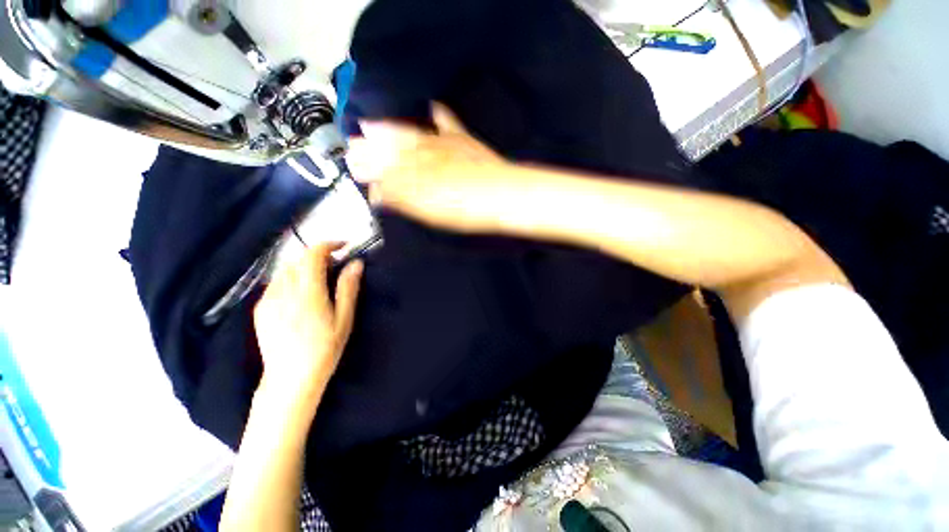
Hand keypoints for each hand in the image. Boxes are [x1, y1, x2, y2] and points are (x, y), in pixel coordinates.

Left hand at [253, 243, 362, 398]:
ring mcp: (268, 300)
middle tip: (335, 269)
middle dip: (318, 258)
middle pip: (298, 260)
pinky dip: (290, 281)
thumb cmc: (325, 349)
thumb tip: (355, 263)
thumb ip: (348, 288)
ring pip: (286, 271)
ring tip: (318, 283)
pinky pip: (276, 284)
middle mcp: (284, 291)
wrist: (290, 379)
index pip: (313, 255)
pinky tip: (299, 297)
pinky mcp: (260, 309)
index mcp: (308, 293)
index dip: (329, 245)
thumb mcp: (344, 319)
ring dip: (304, 268)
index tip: (344, 247)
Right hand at [347, 104, 514, 233]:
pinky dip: (436, 114)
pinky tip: (429, 106)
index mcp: (415, 177)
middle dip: (370, 149)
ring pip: (408, 135)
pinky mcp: (462, 140)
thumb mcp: (427, 211)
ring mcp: (442, 145)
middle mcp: (423, 156)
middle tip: (352, 145)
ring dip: (388, 130)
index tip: (354, 170)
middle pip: (391, 150)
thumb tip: (376, 193)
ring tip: (370, 123)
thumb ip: (399, 200)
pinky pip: (445, 121)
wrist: (500, 196)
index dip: (368, 171)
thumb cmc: (463, 210)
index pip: (385, 172)